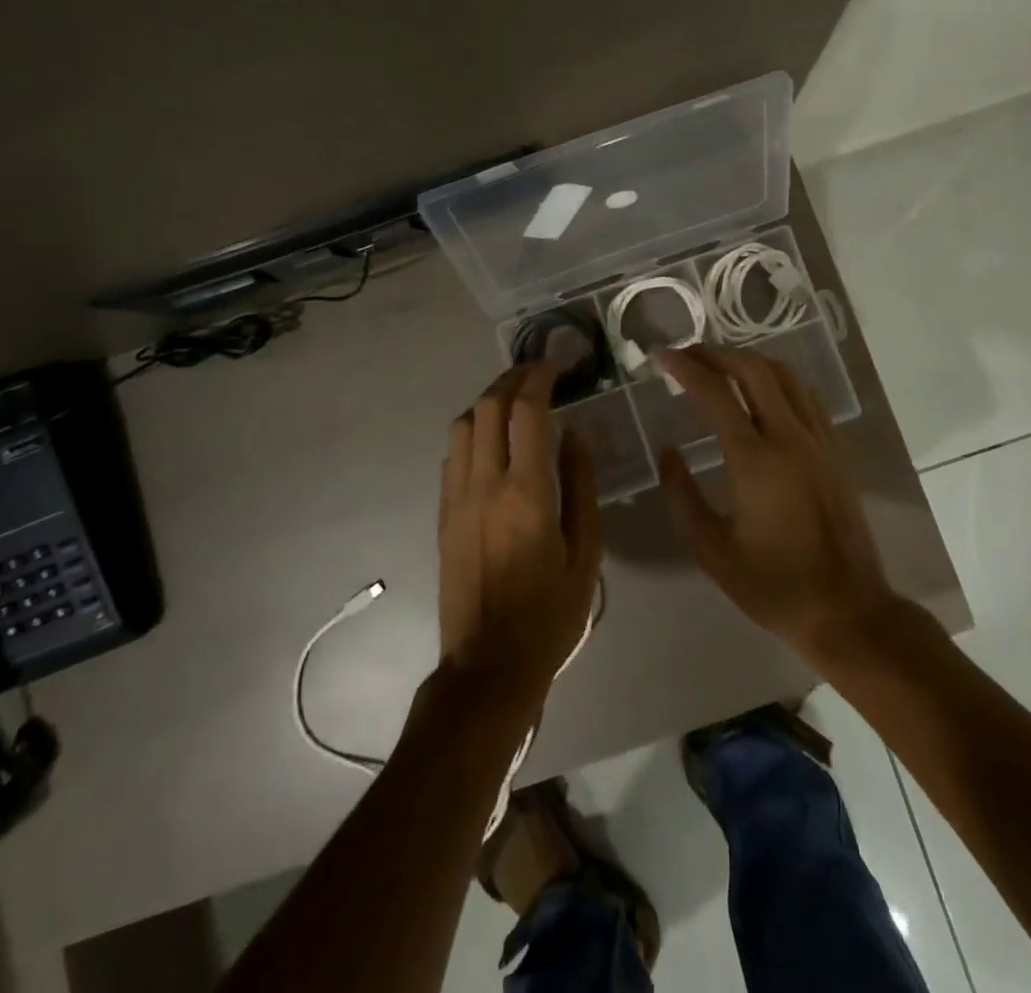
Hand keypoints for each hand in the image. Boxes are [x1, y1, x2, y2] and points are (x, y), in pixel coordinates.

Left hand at [437, 361, 603, 713]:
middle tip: (537, 373)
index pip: (526, 412)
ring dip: (487, 401)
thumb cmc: (550, 614)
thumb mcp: (587, 553)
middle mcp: (484, 485)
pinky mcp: (443, 513)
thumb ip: (582, 485)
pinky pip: (452, 454)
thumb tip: (577, 433)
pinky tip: (492, 439)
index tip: (556, 365)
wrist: (489, 666)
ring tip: (514, 399)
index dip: (539, 378)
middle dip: (512, 379)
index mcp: (527, 493)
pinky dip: (472, 430)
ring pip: (462, 424)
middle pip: (487, 407)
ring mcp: (457, 498)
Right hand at [657, 345, 897, 661]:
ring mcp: (819, 441)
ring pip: (786, 376)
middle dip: (716, 353)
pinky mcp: (836, 452)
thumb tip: (668, 452)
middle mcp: (790, 438)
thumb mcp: (712, 550)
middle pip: (754, 369)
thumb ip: (682, 495)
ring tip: (720, 366)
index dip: (685, 368)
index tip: (660, 357)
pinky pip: (807, 397)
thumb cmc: (773, 586)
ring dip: (749, 361)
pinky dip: (778, 380)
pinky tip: (763, 392)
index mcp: (755, 460)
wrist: (847, 611)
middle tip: (687, 356)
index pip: (715, 393)